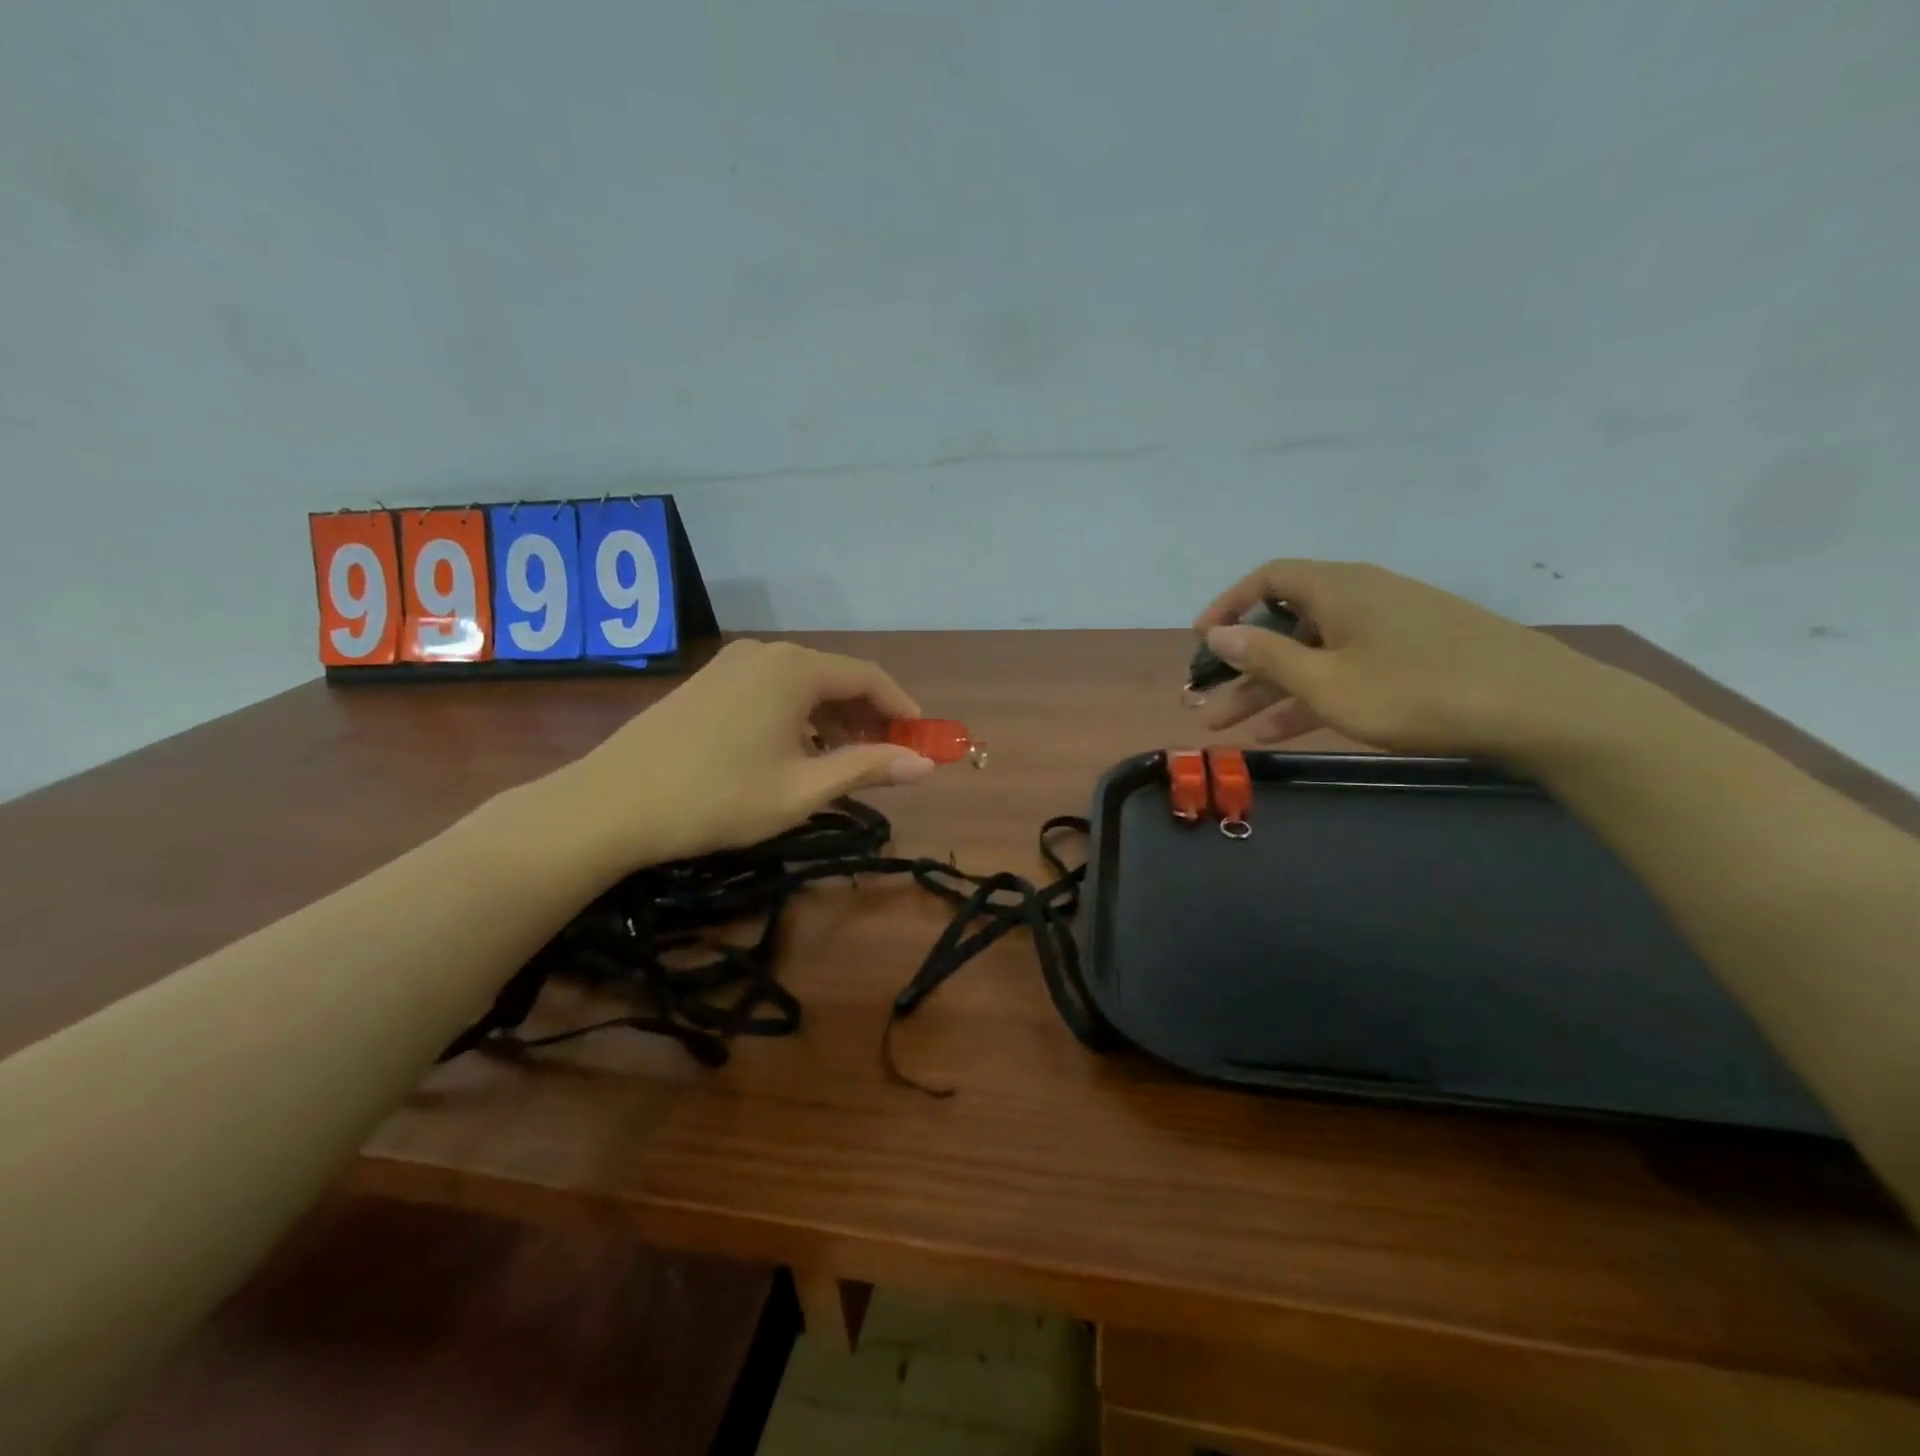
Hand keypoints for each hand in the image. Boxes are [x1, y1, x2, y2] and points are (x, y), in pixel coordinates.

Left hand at [541, 640, 936, 876]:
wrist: (610, 804)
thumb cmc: (717, 798)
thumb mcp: (802, 790)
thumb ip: (867, 768)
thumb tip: (927, 765)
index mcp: (795, 669)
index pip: (869, 677)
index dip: (903, 709)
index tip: (922, 742)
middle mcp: (768, 653)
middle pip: (836, 678)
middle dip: (869, 716)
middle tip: (888, 758)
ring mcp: (732, 664)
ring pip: (803, 685)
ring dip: (834, 719)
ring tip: (846, 761)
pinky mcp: (708, 682)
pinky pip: (772, 690)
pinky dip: (798, 716)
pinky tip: (796, 752)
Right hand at [1193, 560, 1626, 759]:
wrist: (1542, 710)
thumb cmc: (1418, 691)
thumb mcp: (1328, 682)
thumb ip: (1267, 656)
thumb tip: (1217, 632)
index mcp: (1339, 588)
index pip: (1267, 579)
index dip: (1227, 606)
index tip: (1199, 641)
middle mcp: (1362, 597)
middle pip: (1285, 623)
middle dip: (1241, 665)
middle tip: (1204, 702)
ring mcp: (1390, 627)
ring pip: (1314, 653)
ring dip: (1270, 688)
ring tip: (1229, 725)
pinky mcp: (1415, 656)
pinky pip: (1346, 668)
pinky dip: (1313, 694)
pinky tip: (1284, 730)